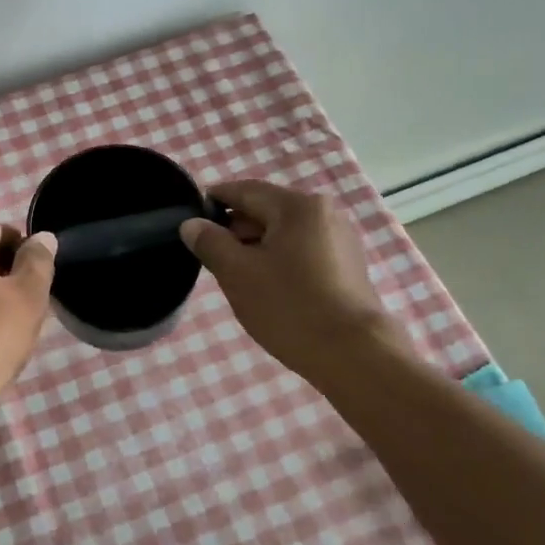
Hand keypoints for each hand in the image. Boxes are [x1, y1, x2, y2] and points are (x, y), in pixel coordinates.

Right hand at [179, 181, 391, 386]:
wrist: (353, 354)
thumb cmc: (290, 307)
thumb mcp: (238, 274)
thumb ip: (210, 243)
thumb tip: (192, 224)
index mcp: (297, 206)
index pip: (245, 190)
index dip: (214, 201)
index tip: (191, 219)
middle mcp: (324, 212)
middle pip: (267, 210)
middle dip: (236, 230)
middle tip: (212, 257)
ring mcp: (340, 238)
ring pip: (285, 232)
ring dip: (258, 247)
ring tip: (238, 277)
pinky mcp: (348, 265)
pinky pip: (303, 250)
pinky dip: (281, 260)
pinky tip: (269, 287)